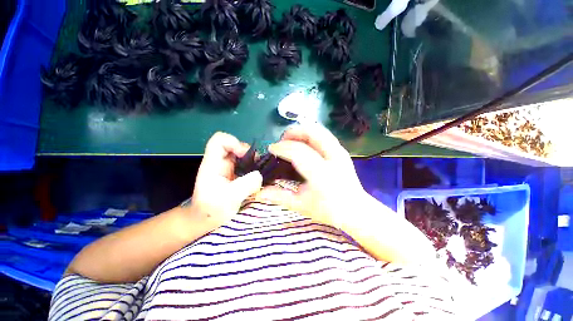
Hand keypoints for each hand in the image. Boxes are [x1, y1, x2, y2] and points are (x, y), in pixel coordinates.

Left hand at [189, 132, 262, 226]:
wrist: (206, 220)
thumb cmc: (210, 210)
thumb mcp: (228, 199)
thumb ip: (245, 185)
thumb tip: (260, 175)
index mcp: (213, 164)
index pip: (219, 141)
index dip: (234, 142)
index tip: (245, 155)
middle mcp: (221, 163)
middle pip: (235, 146)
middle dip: (249, 153)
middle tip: (258, 166)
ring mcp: (229, 168)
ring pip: (244, 155)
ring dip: (254, 162)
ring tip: (261, 173)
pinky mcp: (236, 175)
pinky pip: (248, 166)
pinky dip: (255, 169)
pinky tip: (259, 178)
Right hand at [259, 124, 367, 227]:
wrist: (355, 210)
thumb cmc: (328, 210)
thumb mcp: (301, 205)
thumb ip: (279, 197)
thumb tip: (258, 192)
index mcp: (321, 173)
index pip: (298, 152)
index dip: (282, 147)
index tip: (271, 149)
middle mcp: (333, 158)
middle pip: (312, 133)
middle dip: (293, 132)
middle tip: (281, 140)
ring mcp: (340, 152)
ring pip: (319, 130)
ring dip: (302, 131)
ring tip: (291, 139)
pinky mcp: (342, 151)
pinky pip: (324, 135)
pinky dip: (311, 134)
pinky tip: (304, 143)